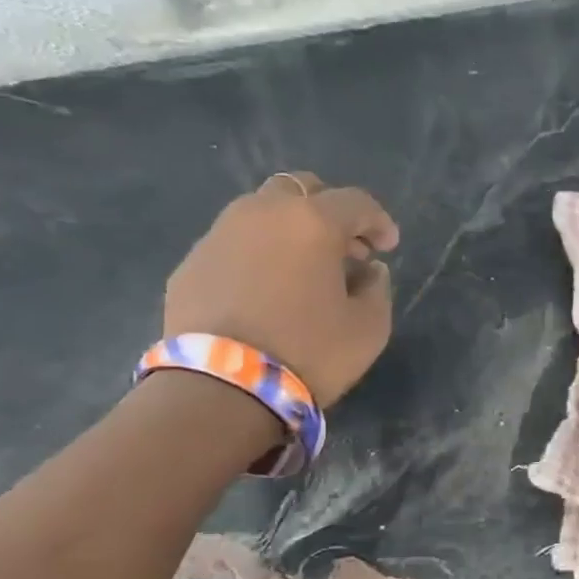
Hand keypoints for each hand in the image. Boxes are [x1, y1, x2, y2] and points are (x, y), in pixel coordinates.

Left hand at [165, 172, 399, 405]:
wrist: (222, 388)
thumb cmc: (309, 352)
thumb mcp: (368, 328)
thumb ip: (377, 289)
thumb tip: (368, 270)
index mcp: (311, 222)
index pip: (355, 202)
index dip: (379, 221)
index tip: (388, 247)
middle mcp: (261, 213)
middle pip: (301, 190)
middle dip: (329, 212)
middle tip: (345, 249)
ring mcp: (218, 235)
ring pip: (261, 213)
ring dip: (289, 231)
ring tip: (303, 270)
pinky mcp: (190, 264)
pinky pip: (233, 246)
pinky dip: (257, 256)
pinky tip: (265, 291)